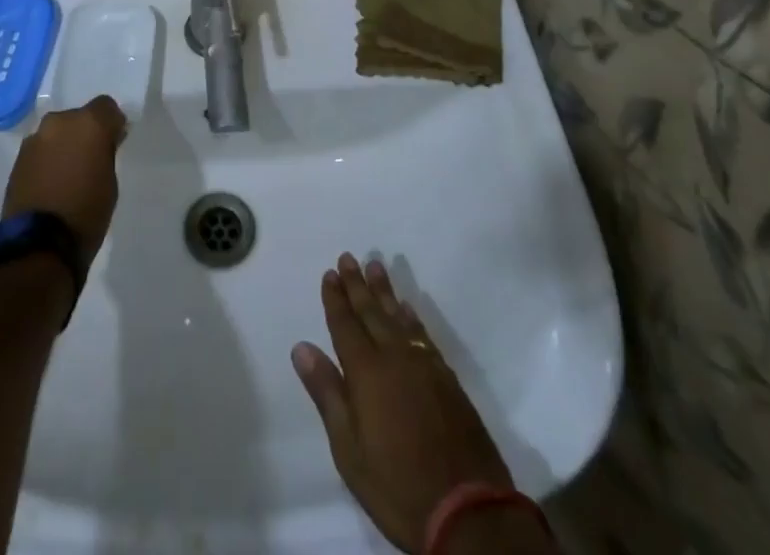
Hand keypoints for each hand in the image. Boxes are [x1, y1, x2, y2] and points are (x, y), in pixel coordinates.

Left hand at [1, 96, 127, 267]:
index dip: (111, 123)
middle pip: (78, 117)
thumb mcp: (110, 182)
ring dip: (63, 145)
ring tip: (67, 174)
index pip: (106, 106)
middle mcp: (60, 122)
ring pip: (57, 133)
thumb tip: (102, 143)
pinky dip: (48, 159)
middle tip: (90, 159)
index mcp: (88, 123)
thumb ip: (106, 153)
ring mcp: (35, 139)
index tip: (114, 143)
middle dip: (85, 133)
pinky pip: (41, 149)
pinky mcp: (18, 158)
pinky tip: (51, 183)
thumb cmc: (86, 213)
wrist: (39, 245)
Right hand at [293, 255, 514, 554]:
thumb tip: (301, 347)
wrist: (468, 511)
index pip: (345, 325)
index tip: (329, 273)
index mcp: (366, 372)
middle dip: (357, 284)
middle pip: (371, 312)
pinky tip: (407, 307)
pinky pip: (422, 334)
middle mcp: (394, 357)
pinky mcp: (447, 379)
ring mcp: (424, 365)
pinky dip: (411, 316)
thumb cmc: (397, 485)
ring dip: (384, 291)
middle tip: (348, 257)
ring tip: (375, 266)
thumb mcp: (350, 450)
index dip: (336, 299)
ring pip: (398, 316)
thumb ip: (327, 393)